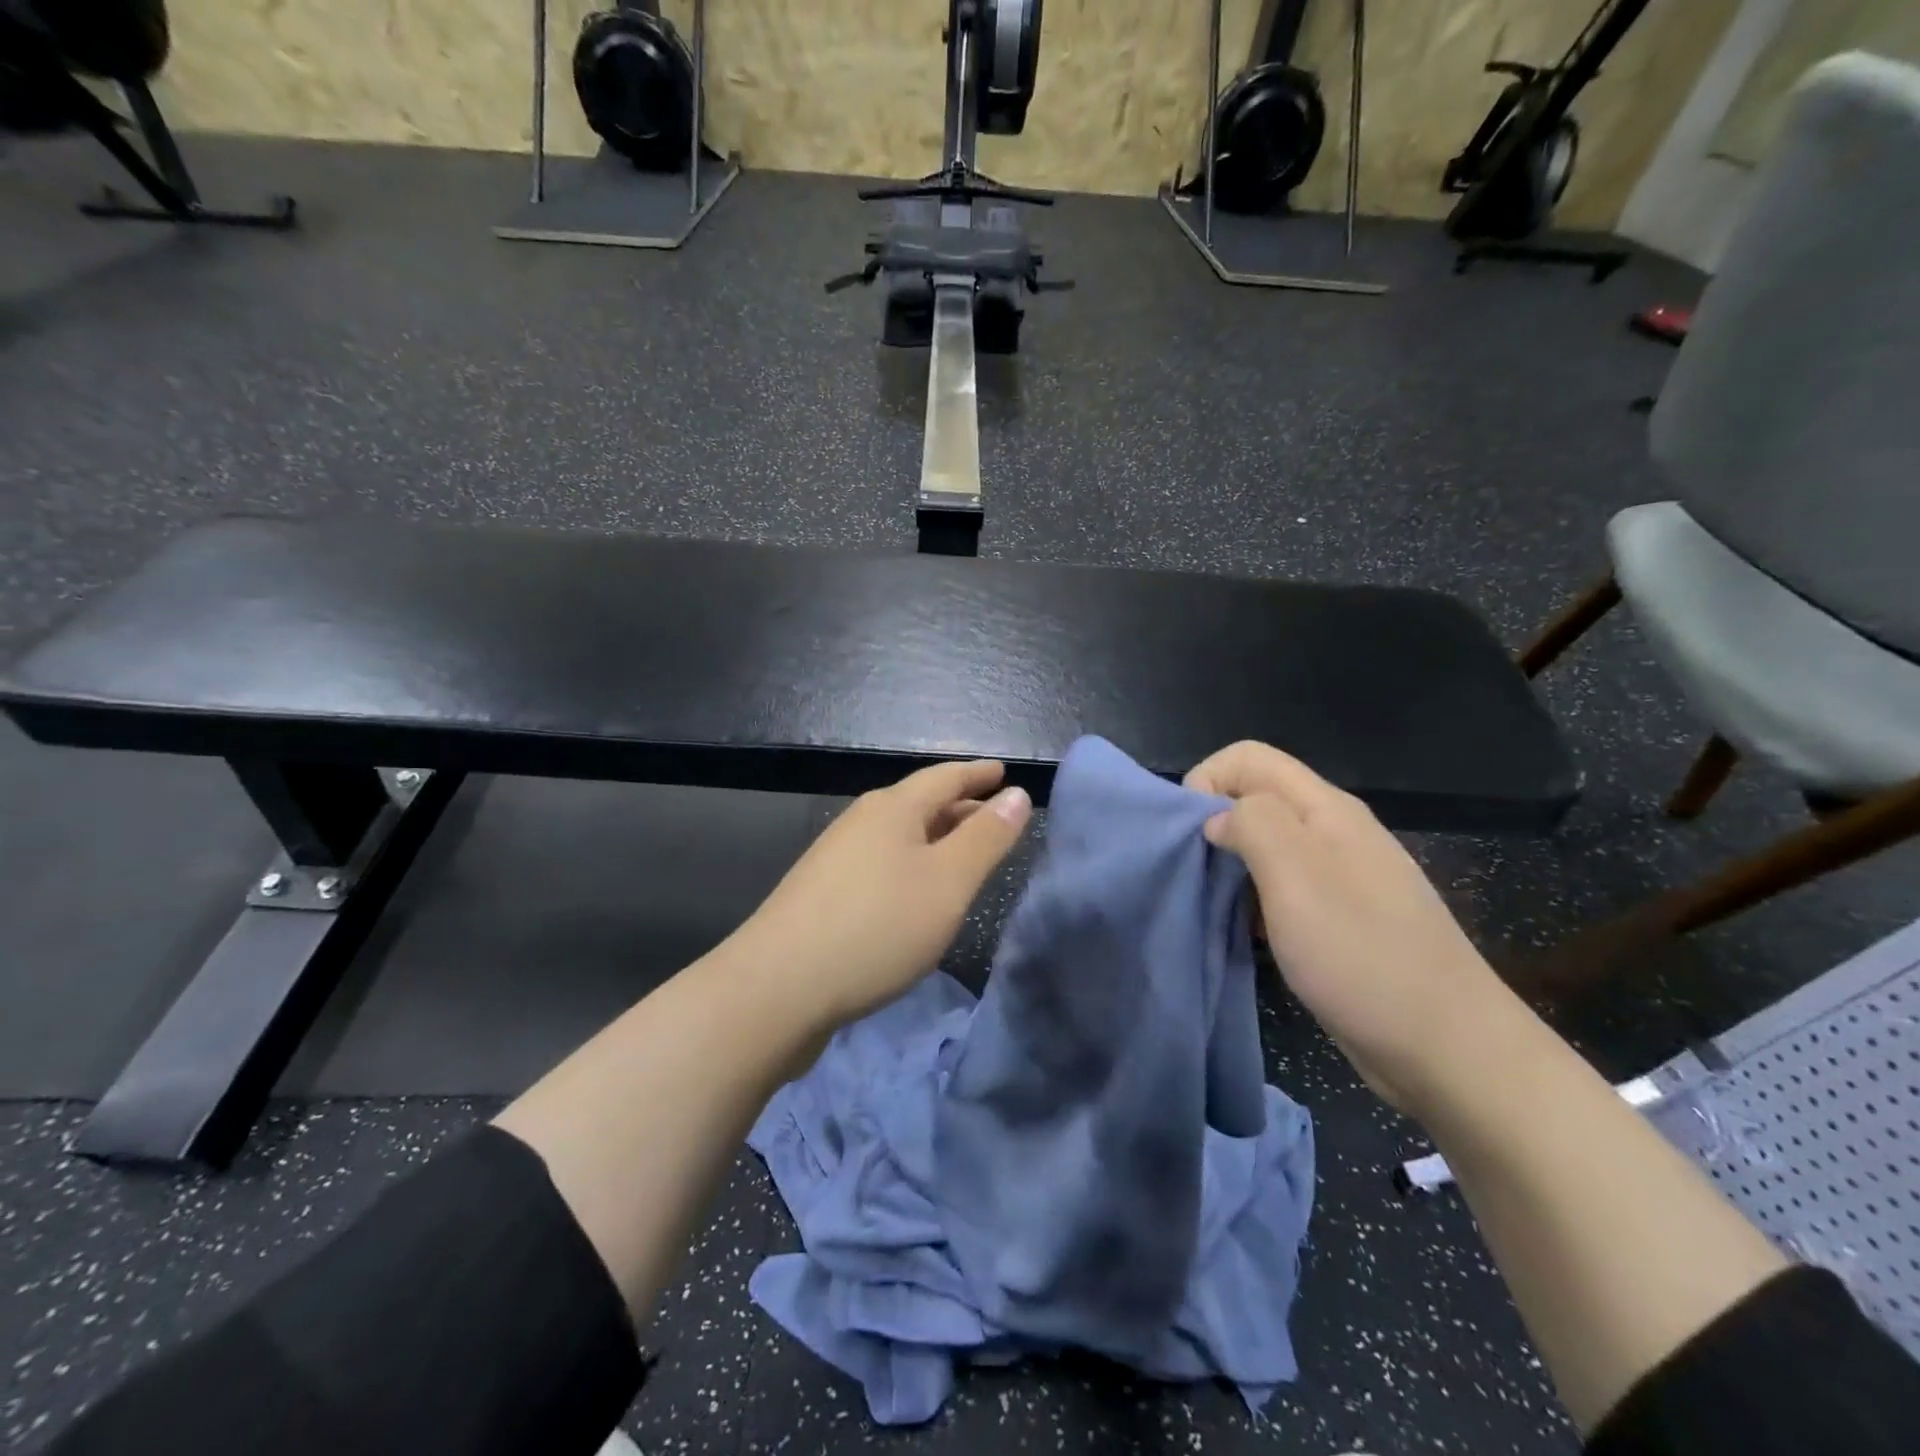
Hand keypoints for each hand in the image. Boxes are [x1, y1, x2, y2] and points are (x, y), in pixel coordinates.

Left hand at [736, 760, 1031, 1029]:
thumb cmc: (877, 927)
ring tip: (963, 858)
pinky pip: (881, 864)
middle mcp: (861, 822)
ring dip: (935, 840)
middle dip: (960, 808)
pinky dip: (911, 867)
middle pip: (920, 804)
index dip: (977, 774)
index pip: (944, 777)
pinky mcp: (822, 894)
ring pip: (899, 837)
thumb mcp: (948, 882)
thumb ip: (986, 838)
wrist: (778, 987)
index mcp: (893, 808)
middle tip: (995, 820)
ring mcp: (836, 858)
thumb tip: (1017, 794)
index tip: (1003, 773)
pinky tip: (917, 895)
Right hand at [1186, 741, 1513, 1111]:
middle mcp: (1333, 832)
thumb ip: (1252, 825)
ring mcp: (1340, 876)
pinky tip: (1251, 934)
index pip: (1248, 757)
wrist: (1448, 1049)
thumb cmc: (1364, 957)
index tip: (1190, 835)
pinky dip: (1253, 900)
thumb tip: (1217, 818)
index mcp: (1326, 810)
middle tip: (1199, 876)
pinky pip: (1281, 887)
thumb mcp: (1297, 878)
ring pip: (1265, 844)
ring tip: (1220, 907)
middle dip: (1214, 825)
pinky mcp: (1339, 917)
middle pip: (1255, 798)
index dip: (1207, 781)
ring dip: (1231, 866)